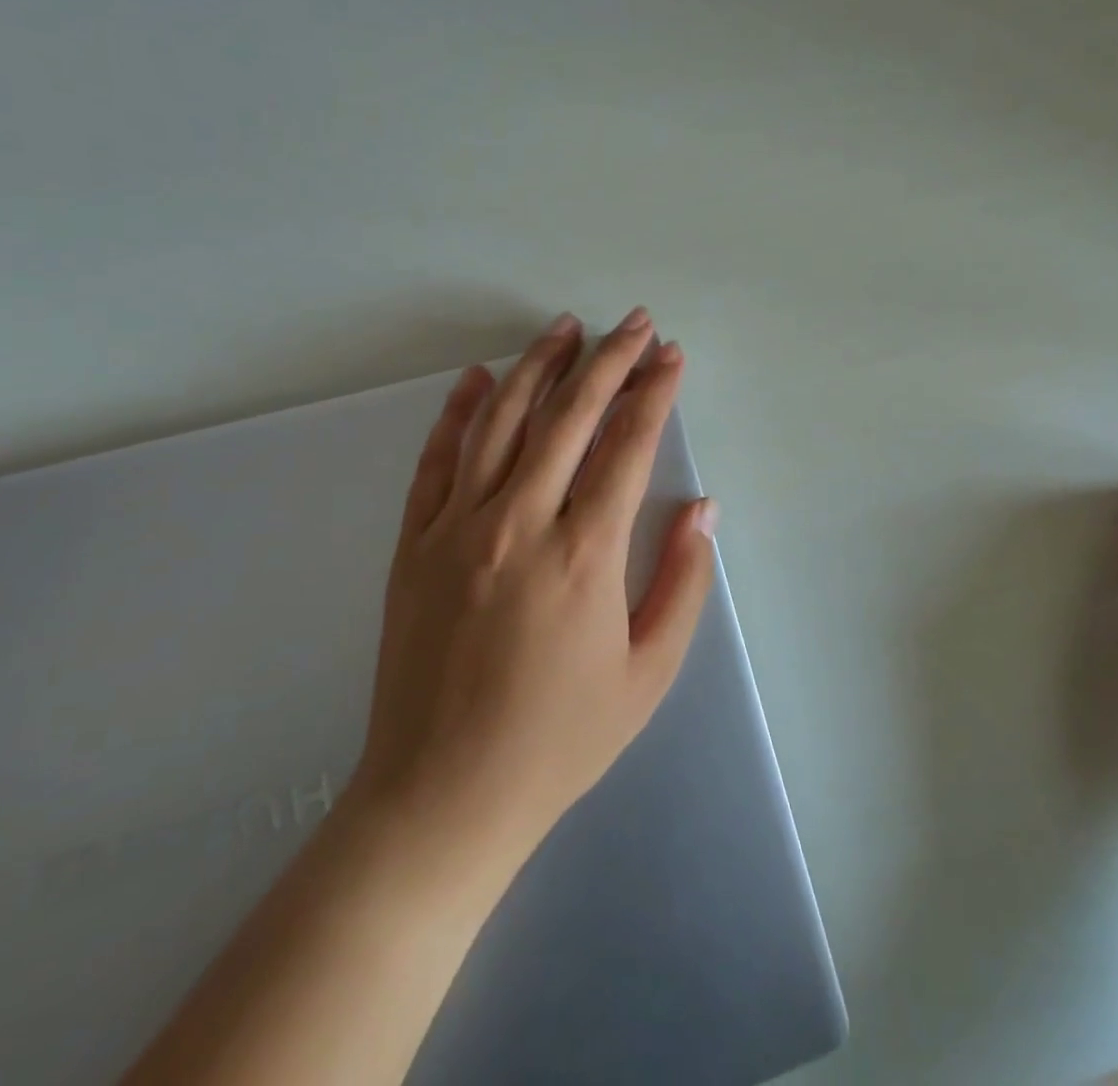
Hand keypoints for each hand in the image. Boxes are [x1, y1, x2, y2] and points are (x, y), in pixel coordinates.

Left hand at [351, 308, 717, 862]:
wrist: (442, 796)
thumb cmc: (560, 739)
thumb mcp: (648, 673)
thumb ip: (682, 582)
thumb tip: (704, 507)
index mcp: (584, 554)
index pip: (628, 445)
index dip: (655, 392)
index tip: (671, 355)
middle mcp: (520, 523)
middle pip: (569, 416)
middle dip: (608, 360)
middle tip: (633, 322)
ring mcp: (458, 529)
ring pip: (500, 421)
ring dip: (537, 367)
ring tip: (565, 328)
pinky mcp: (414, 544)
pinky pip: (437, 461)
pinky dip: (458, 412)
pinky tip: (475, 378)